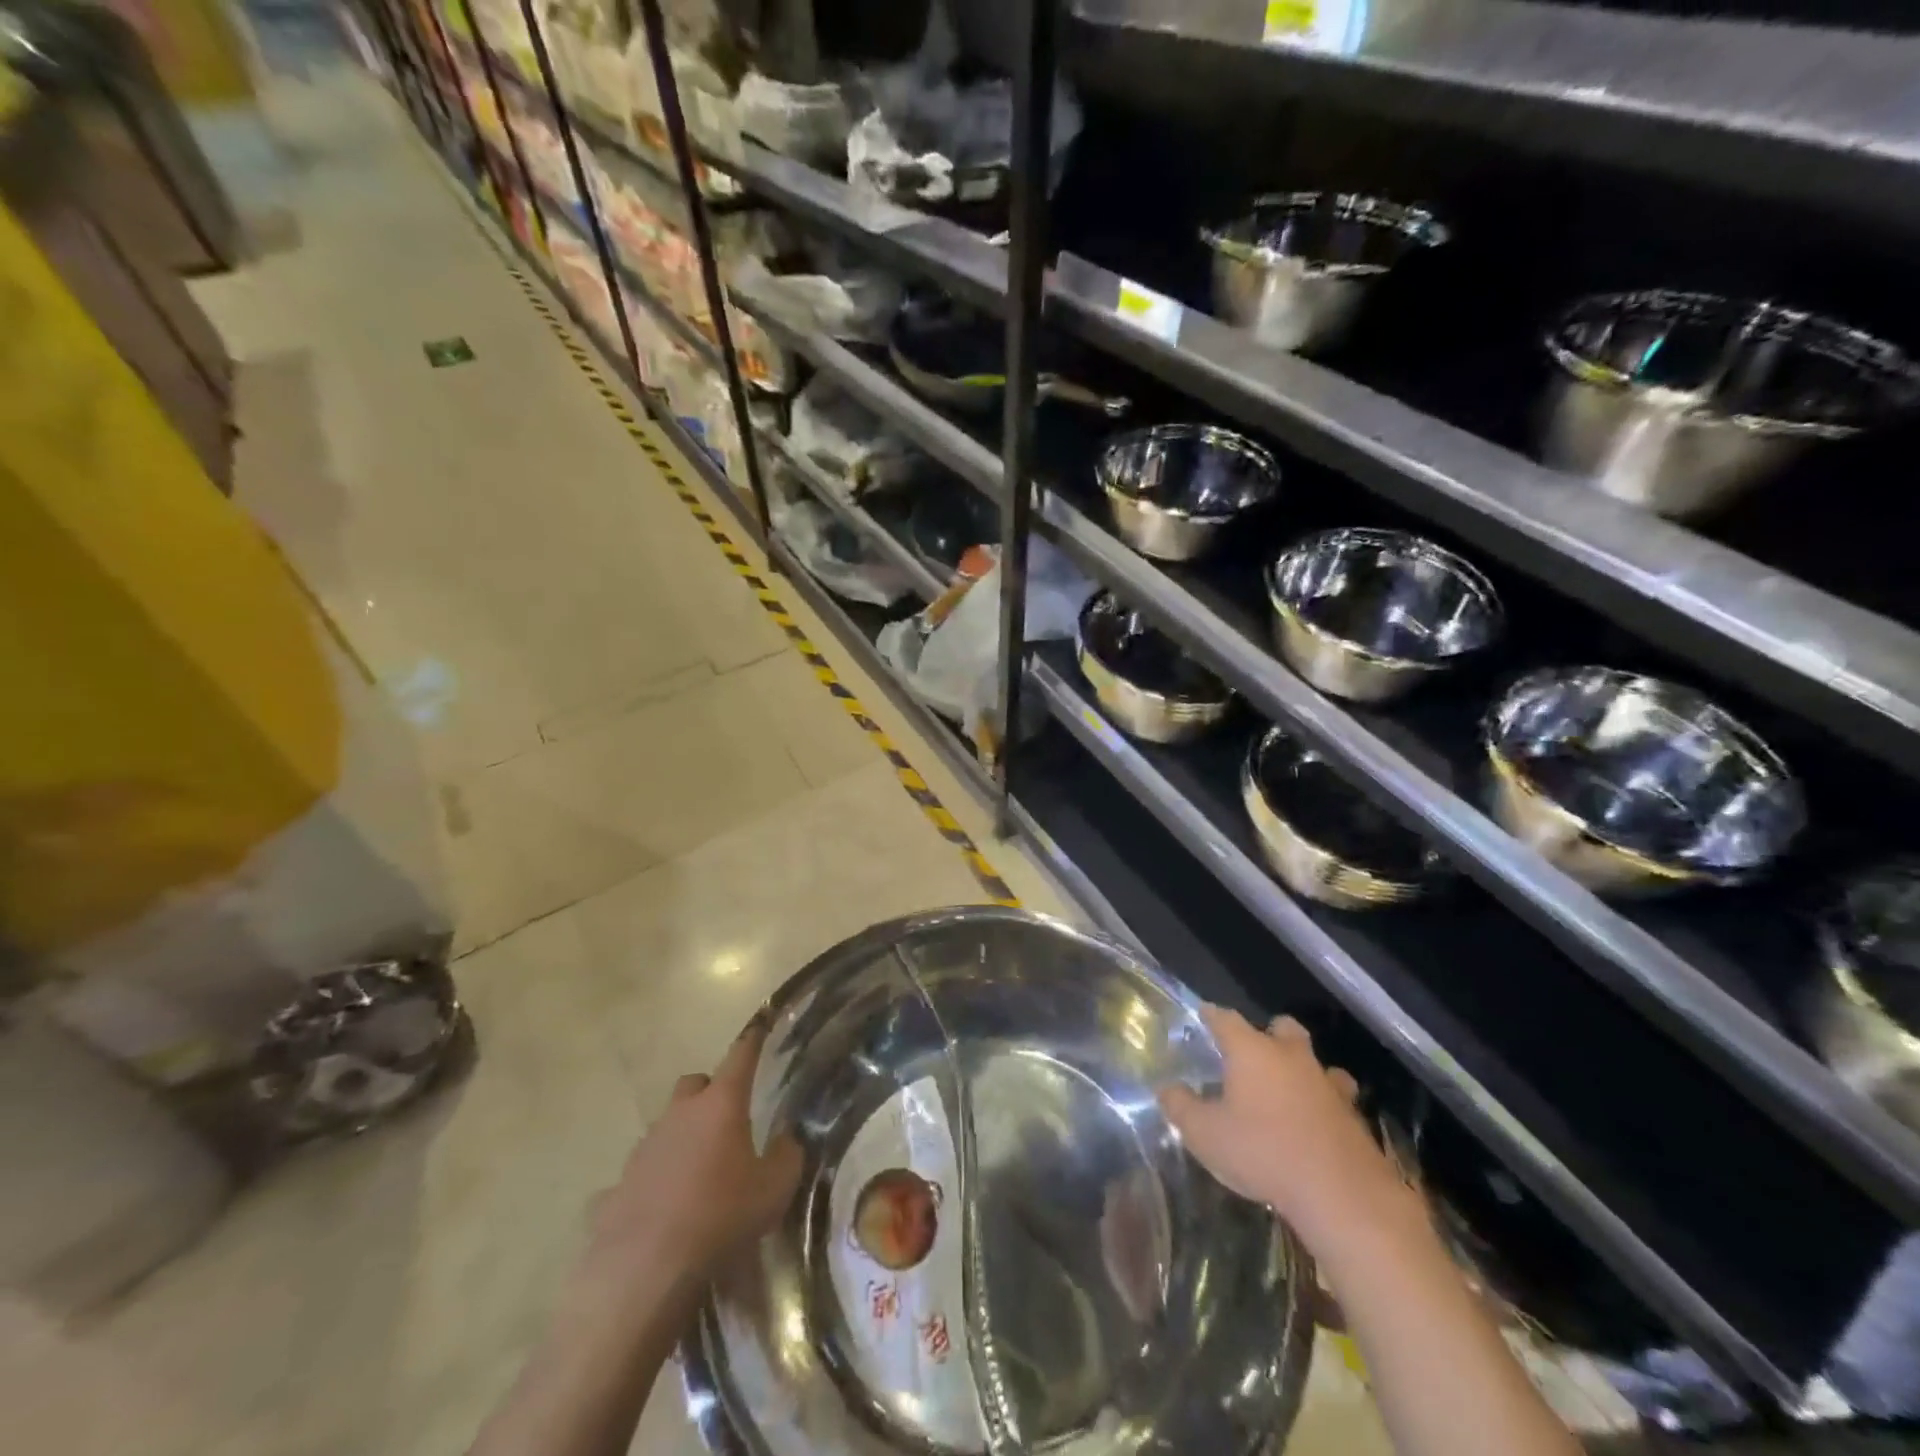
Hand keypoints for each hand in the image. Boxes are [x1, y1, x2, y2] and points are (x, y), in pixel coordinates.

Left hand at [583, 1026, 802, 1292]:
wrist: (645, 1270)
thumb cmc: (721, 1217)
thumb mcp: (775, 1189)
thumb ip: (787, 1156)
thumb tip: (786, 1140)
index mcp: (720, 1105)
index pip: (740, 1056)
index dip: (752, 1039)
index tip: (761, 1023)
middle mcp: (679, 1115)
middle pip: (693, 1086)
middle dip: (709, 1094)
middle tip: (726, 1121)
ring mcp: (642, 1149)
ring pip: (665, 1128)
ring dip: (681, 1140)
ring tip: (697, 1176)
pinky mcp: (615, 1187)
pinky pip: (638, 1177)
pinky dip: (651, 1186)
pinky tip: (660, 1214)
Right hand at [1159, 1008, 1408, 1246]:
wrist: (1341, 1194)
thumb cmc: (1263, 1152)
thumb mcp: (1205, 1134)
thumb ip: (1180, 1107)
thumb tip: (1166, 1088)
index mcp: (1252, 1051)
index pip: (1227, 1019)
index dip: (1213, 1016)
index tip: (1204, 1015)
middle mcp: (1290, 1056)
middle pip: (1282, 1027)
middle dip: (1268, 1033)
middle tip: (1253, 1053)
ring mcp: (1327, 1083)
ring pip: (1316, 1061)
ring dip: (1302, 1069)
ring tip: (1288, 1089)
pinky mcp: (1353, 1115)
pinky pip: (1336, 1096)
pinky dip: (1324, 1103)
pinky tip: (1314, 1123)